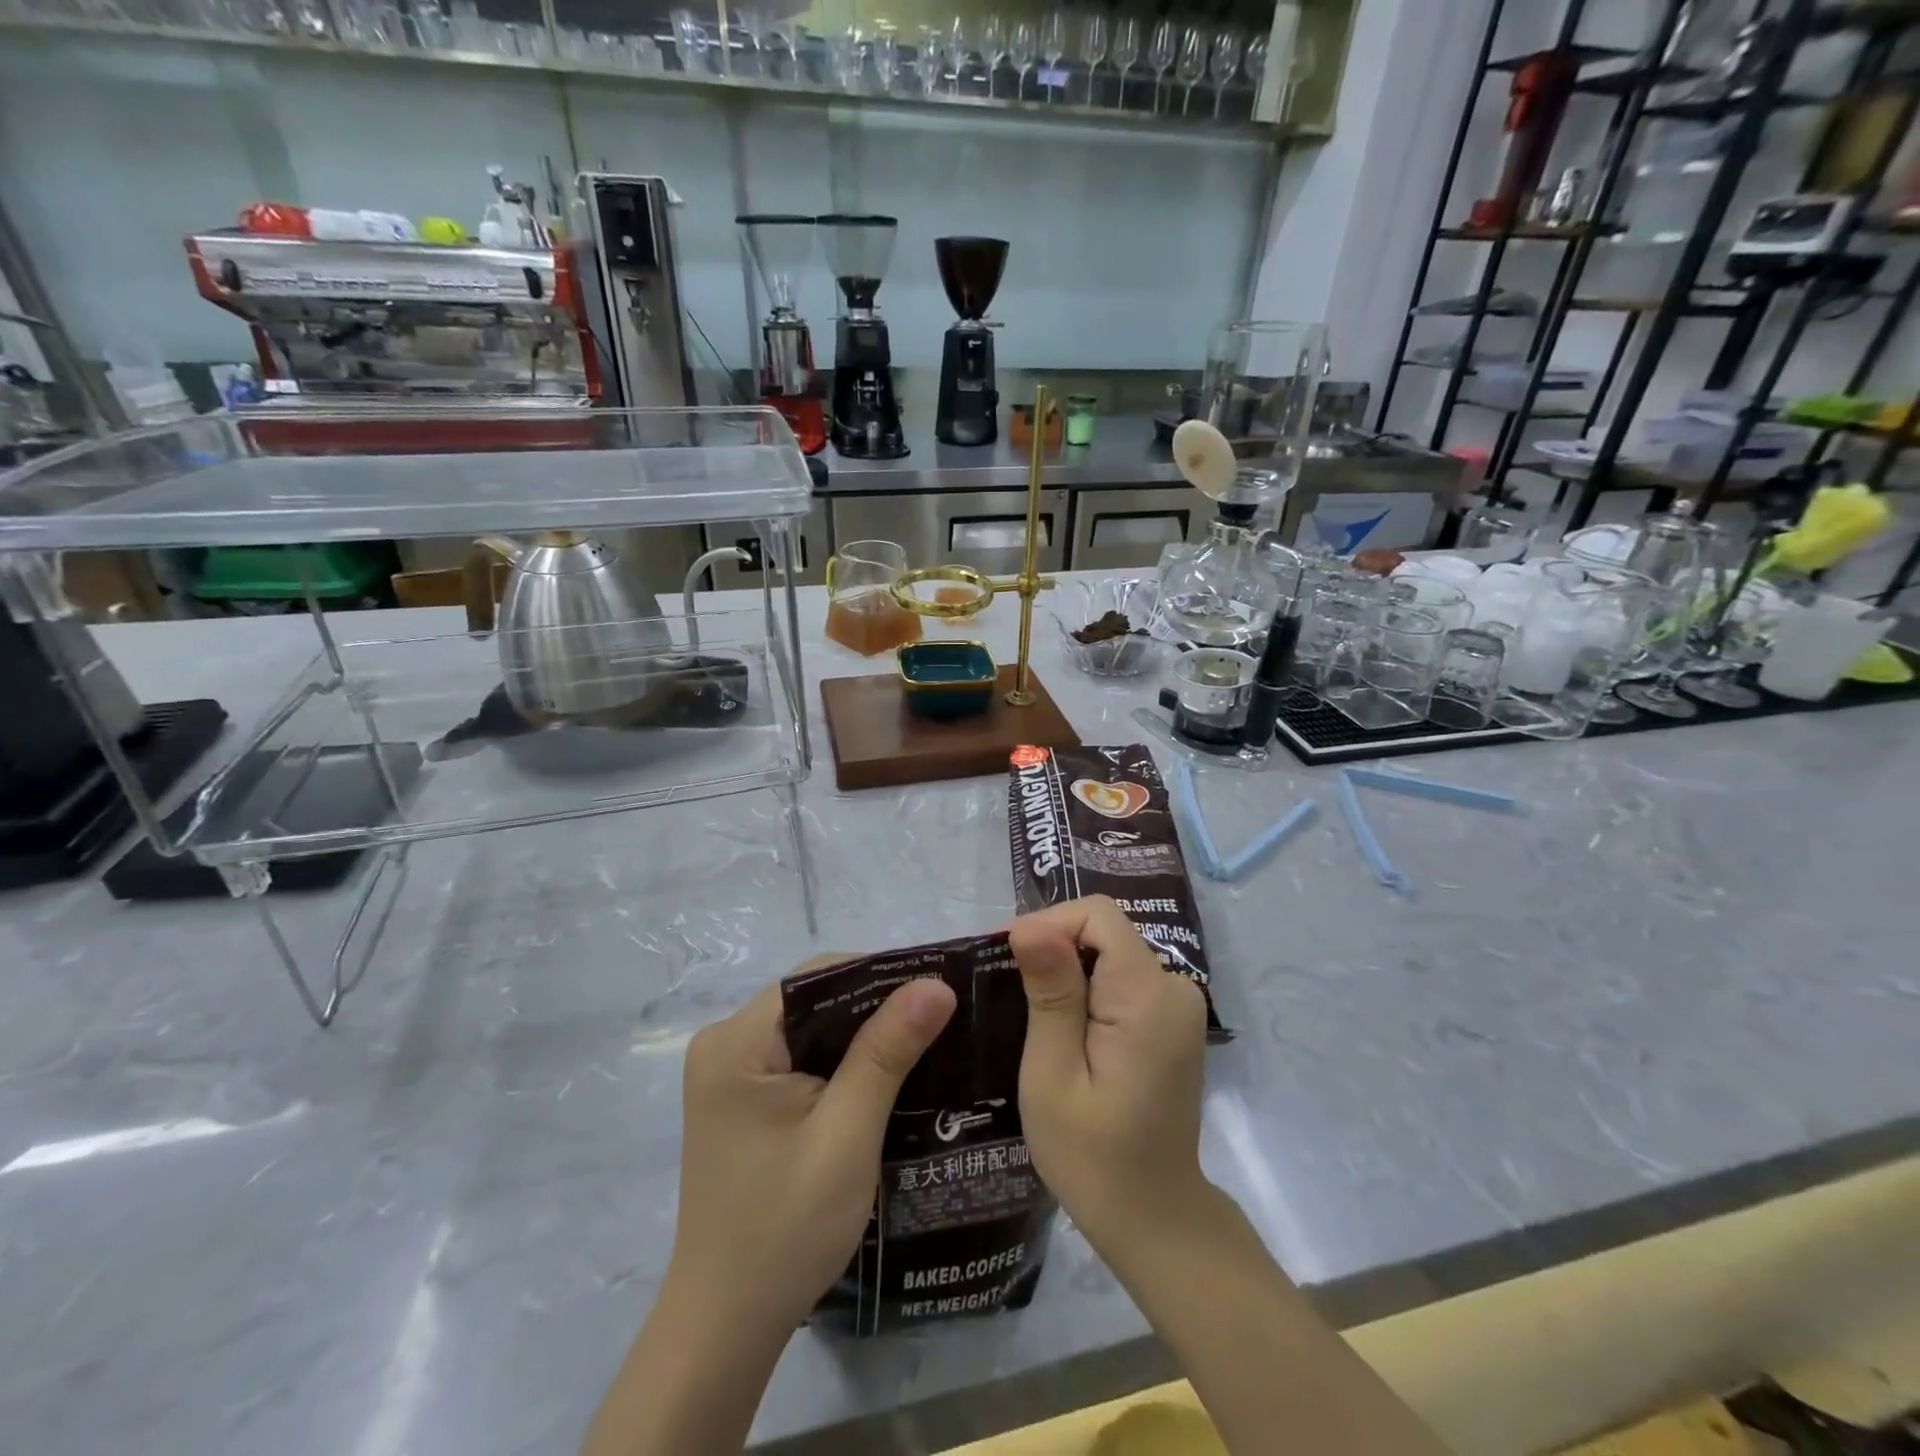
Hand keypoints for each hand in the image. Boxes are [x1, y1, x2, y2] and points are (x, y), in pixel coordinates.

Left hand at [665, 964, 956, 1332]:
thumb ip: (887, 1052)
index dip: (880, 975)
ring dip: (862, 1035)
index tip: (936, 988)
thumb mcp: (847, 1135)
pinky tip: (883, 1073)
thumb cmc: (785, 1230)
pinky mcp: (742, 1097)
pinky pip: (801, 1056)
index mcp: (736, 1042)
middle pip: (814, 998)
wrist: (726, 1326)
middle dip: (876, 1006)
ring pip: (811, 1027)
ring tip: (925, 1038)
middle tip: (940, 1016)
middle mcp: (725, 1043)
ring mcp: (730, 1071)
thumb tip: (935, 984)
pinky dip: (841, 1061)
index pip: (818, 977)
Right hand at [1008, 896, 1209, 1253]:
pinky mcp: (1170, 1017)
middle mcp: (1174, 986)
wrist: (1154, 1216)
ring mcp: (1177, 1002)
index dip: (1048, 924)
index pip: (1097, 915)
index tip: (1008, 959)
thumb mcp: (1053, 1076)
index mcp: (1148, 996)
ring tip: (1026, 1006)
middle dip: (1053, 947)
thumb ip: (1050, 995)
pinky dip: (1086, 984)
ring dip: (1066, 967)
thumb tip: (1031, 926)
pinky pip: (1121, 974)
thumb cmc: (1092, 1156)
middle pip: (1104, 929)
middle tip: (1008, 989)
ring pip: (1109, 949)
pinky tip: (1059, 1021)